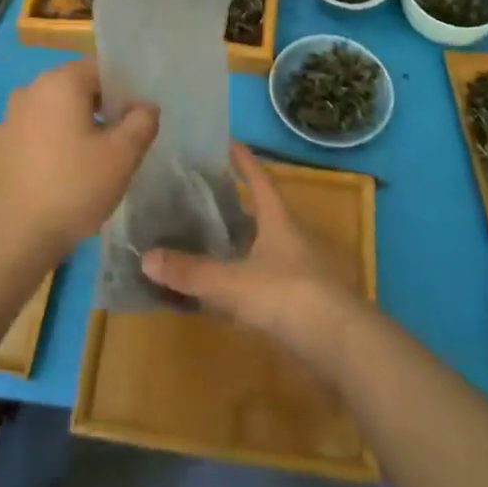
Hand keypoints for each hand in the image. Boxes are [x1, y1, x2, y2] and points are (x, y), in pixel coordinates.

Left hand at [0, 59, 157, 259]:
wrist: (14, 235)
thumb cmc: (74, 186)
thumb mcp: (122, 155)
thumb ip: (142, 122)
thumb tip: (145, 107)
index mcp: (61, 81)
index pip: (102, 69)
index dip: (125, 91)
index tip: (138, 120)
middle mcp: (33, 88)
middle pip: (80, 87)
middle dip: (105, 109)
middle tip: (125, 142)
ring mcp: (14, 115)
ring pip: (61, 110)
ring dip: (83, 126)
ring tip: (101, 160)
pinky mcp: (5, 141)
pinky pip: (43, 129)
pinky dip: (61, 141)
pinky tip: (72, 172)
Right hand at [141, 144, 359, 355]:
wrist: (342, 345)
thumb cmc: (289, 296)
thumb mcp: (234, 283)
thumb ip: (191, 272)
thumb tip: (145, 257)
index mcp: (279, 221)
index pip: (260, 180)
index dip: (244, 160)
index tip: (228, 141)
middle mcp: (291, 238)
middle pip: (263, 212)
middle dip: (237, 201)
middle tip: (204, 192)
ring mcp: (300, 270)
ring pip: (265, 246)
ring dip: (241, 240)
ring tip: (209, 237)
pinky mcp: (301, 301)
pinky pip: (266, 278)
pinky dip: (245, 276)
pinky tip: (227, 287)